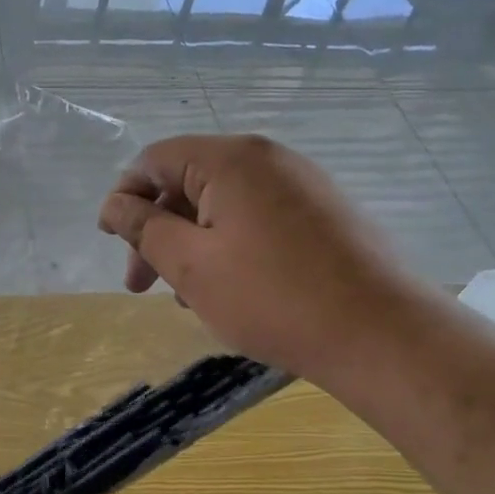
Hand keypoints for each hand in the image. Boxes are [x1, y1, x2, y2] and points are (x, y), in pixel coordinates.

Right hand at [97, 134, 413, 377]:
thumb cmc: (272, 298)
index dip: (124, 197)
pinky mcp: (325, 212)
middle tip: (141, 285)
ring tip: (186, 297)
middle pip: (188, 181)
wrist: (383, 335)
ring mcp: (302, 184)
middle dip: (156, 230)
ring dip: (191, 243)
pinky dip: (229, 246)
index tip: (111, 242)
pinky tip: (229, 290)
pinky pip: (257, 218)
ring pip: (222, 205)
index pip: (155, 160)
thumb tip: (114, 204)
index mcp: (230, 159)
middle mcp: (268, 158)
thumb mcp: (190, 265)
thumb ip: (143, 228)